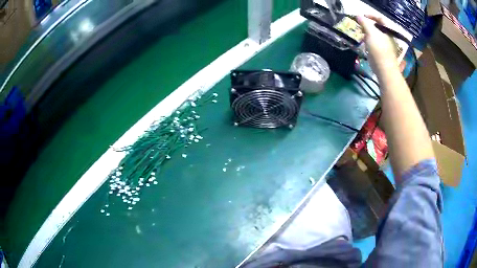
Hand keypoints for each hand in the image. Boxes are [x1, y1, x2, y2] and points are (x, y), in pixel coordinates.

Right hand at [356, 15, 399, 75]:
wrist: (385, 70)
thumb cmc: (379, 49)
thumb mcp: (370, 33)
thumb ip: (364, 23)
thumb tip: (358, 16)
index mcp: (388, 31)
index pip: (380, 19)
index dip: (371, 16)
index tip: (362, 16)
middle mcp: (390, 38)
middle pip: (379, 28)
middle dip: (369, 26)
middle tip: (361, 26)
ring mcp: (388, 47)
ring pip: (378, 36)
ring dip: (369, 34)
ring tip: (362, 36)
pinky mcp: (385, 55)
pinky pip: (377, 45)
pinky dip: (371, 42)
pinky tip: (367, 46)